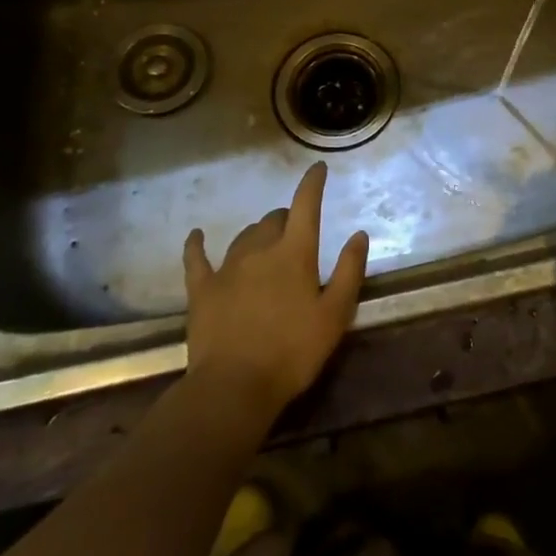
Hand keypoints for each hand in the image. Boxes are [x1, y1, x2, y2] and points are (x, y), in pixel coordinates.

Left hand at [182, 162, 368, 422]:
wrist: (233, 387)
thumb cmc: (293, 352)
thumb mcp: (335, 314)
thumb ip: (349, 271)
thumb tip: (359, 234)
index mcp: (295, 253)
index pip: (306, 205)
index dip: (312, 183)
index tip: (318, 167)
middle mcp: (260, 250)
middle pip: (273, 219)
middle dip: (286, 218)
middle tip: (296, 232)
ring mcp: (227, 267)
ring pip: (244, 236)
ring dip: (258, 233)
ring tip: (265, 243)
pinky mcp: (202, 289)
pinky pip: (197, 258)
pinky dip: (197, 244)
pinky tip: (197, 236)